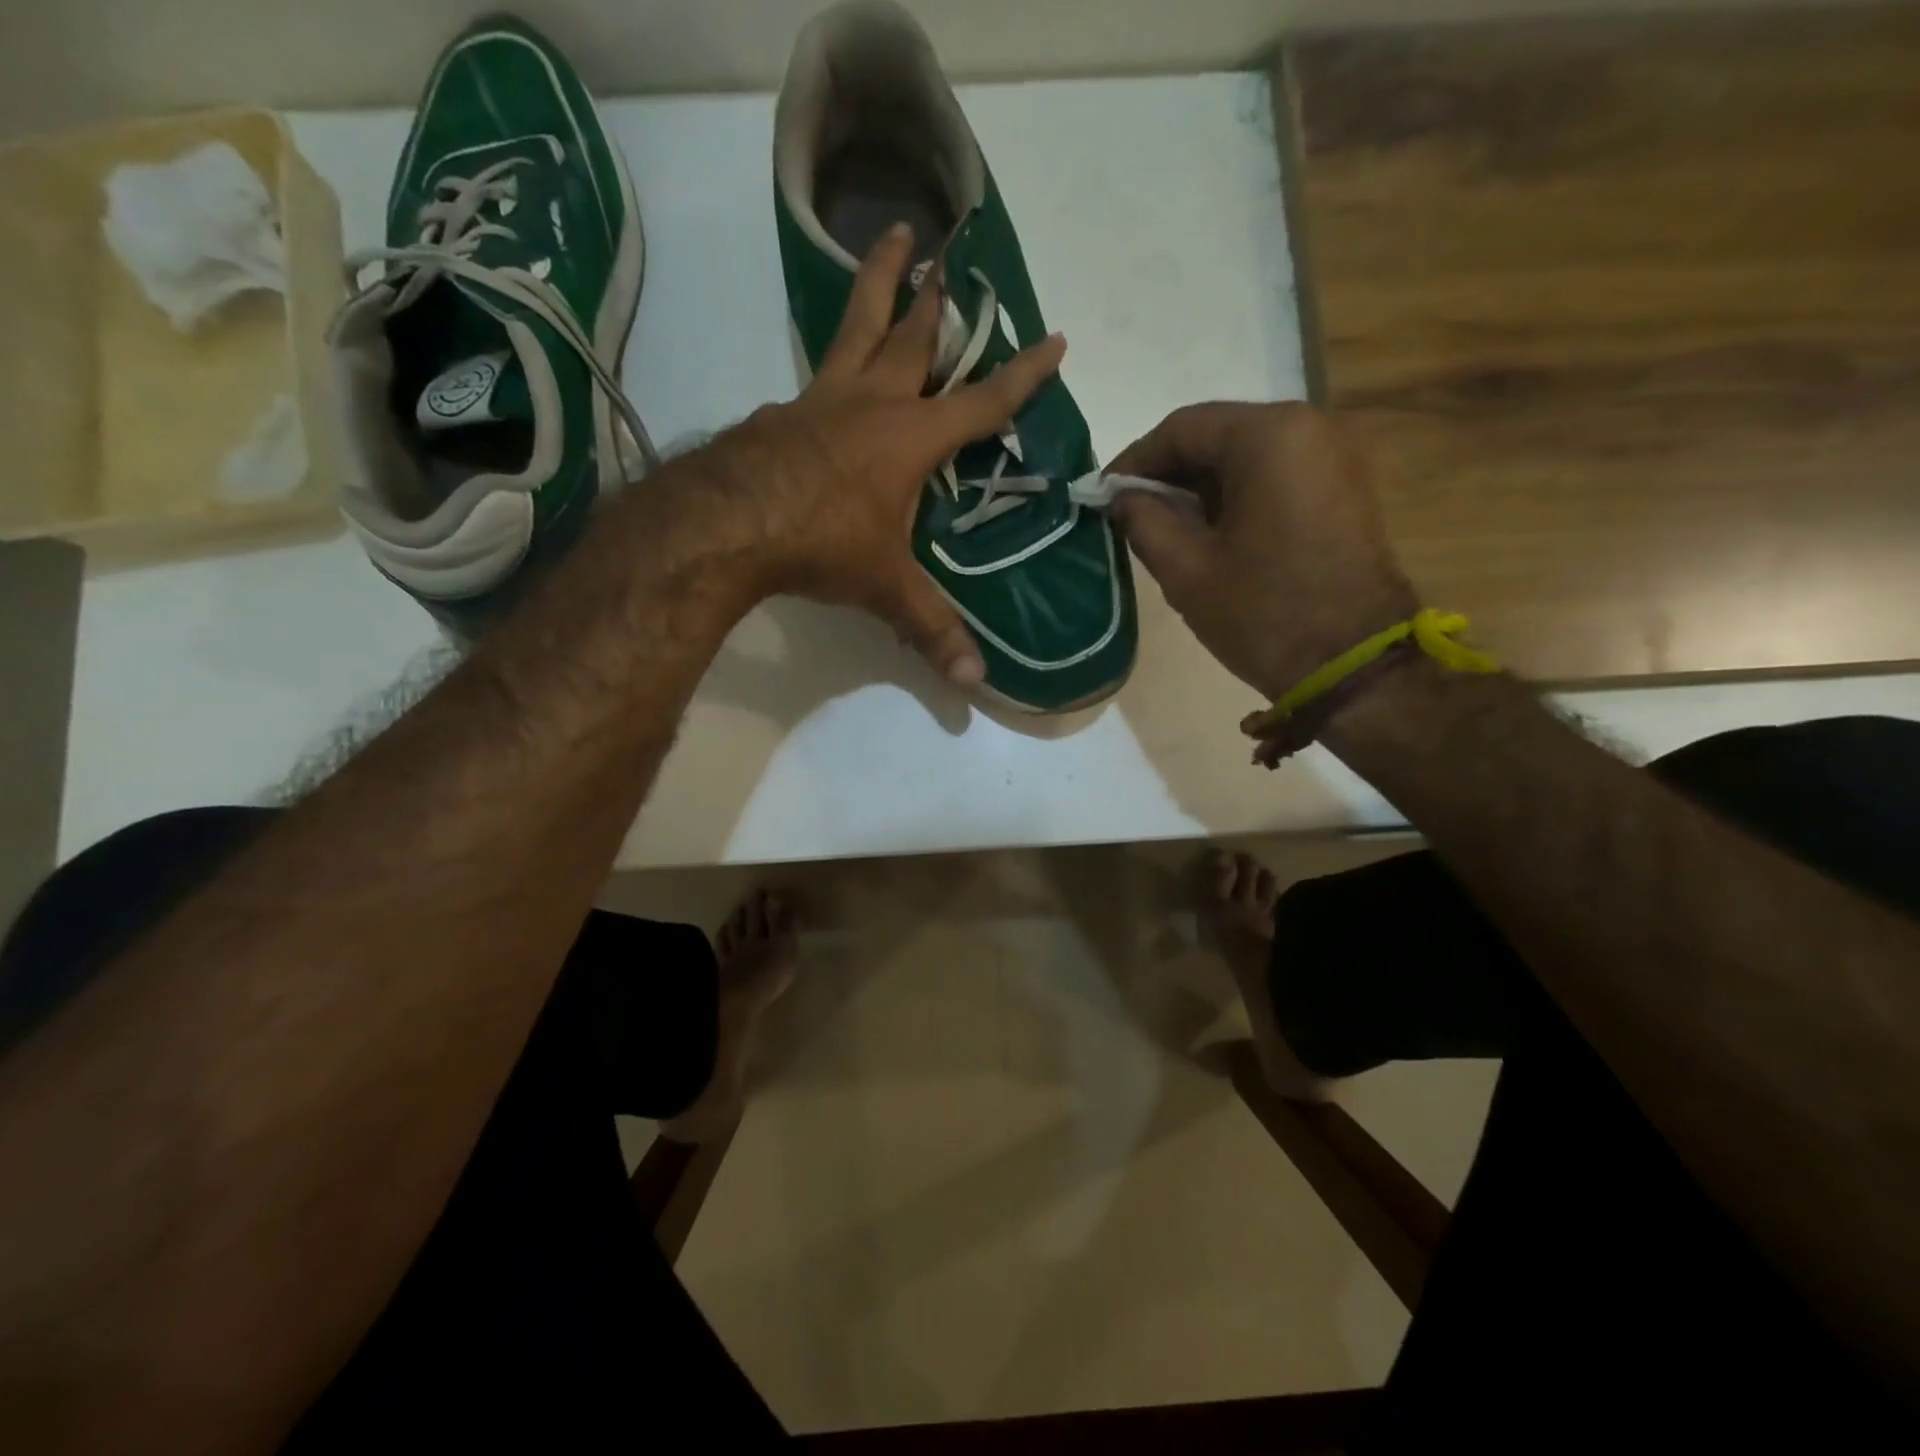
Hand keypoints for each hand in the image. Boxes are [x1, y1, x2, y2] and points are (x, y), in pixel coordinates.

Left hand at [698, 223, 1066, 685]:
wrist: (726, 524)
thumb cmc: (820, 544)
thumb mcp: (883, 589)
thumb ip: (930, 630)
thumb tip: (974, 681)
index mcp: (911, 439)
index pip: (982, 403)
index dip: (1022, 375)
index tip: (1053, 338)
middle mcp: (870, 405)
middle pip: (911, 338)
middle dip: (935, 297)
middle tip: (945, 248)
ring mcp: (819, 401)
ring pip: (855, 329)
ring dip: (876, 286)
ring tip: (888, 239)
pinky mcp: (779, 412)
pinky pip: (813, 378)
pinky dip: (830, 366)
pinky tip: (825, 378)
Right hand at [1108, 402, 1416, 703]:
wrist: (1353, 665)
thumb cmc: (1263, 613)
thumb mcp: (1186, 570)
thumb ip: (1143, 521)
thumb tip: (1121, 498)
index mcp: (1268, 437)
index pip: (1182, 428)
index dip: (1134, 461)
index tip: (1103, 496)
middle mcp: (1308, 427)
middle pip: (1217, 436)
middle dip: (1168, 474)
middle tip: (1129, 514)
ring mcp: (1333, 457)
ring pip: (1245, 456)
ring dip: (1200, 487)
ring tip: (1164, 529)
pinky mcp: (1342, 488)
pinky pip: (1274, 475)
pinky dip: (1235, 496)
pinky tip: (1210, 534)